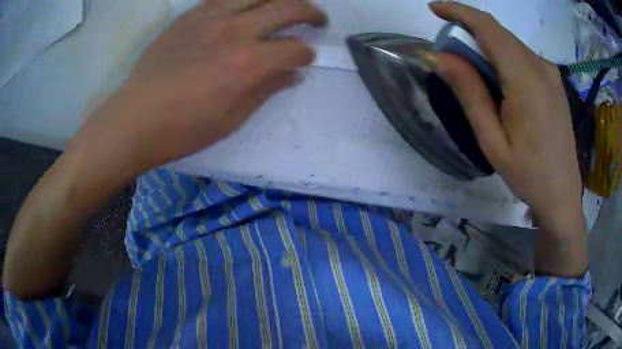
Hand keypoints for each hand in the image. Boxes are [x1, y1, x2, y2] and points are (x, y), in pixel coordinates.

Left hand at [93, 0, 325, 170]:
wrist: (136, 117)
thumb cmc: (183, 129)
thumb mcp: (231, 119)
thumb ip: (266, 90)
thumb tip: (293, 74)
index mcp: (248, 64)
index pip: (295, 49)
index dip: (306, 54)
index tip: (305, 59)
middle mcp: (235, 31)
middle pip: (287, 9)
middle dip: (310, 13)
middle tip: (317, 18)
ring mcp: (212, 17)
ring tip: (287, 4)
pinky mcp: (192, 14)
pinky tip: (249, 5)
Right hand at [429, 2, 587, 275]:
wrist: (563, 195)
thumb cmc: (528, 175)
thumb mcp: (492, 141)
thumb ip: (470, 94)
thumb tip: (441, 57)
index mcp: (525, 80)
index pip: (488, 27)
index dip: (459, 11)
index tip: (434, 9)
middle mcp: (540, 66)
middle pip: (499, 33)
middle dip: (469, 32)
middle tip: (450, 54)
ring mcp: (550, 73)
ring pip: (511, 44)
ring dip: (486, 46)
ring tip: (474, 73)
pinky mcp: (554, 81)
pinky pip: (523, 56)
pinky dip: (504, 57)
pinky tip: (500, 82)